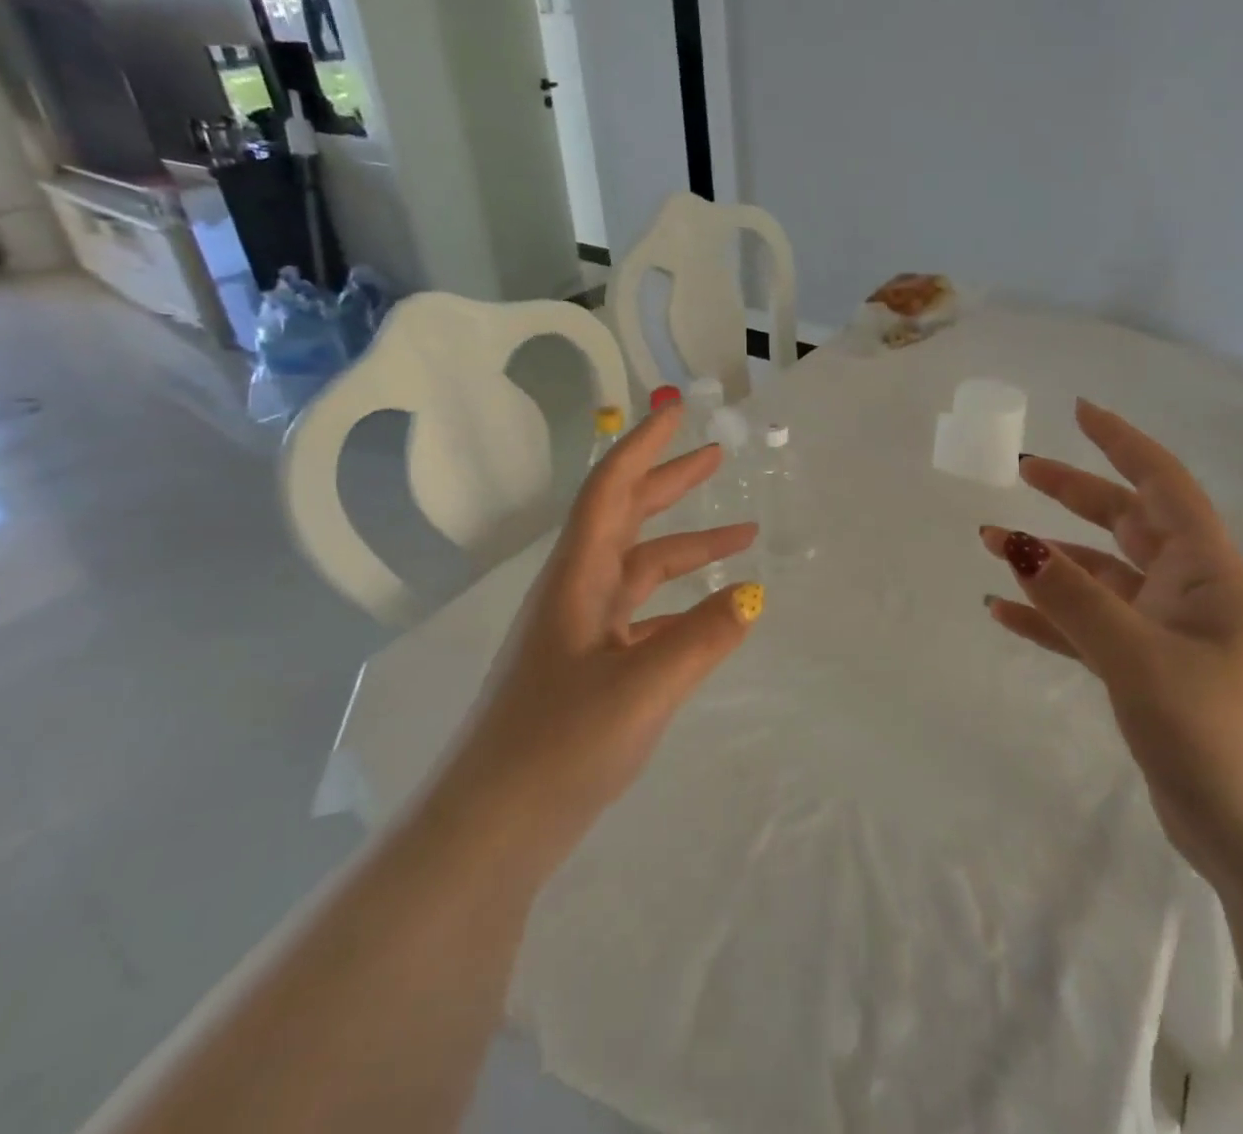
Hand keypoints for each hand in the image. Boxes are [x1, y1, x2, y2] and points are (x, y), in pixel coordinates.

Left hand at [442, 403, 762, 879]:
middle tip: (717, 457)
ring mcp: (579, 631)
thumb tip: (752, 595)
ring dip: (687, 549)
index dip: (644, 447)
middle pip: (626, 517)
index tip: (677, 414)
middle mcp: (576, 592)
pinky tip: (709, 618)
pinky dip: (678, 605)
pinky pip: (641, 616)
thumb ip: (703, 637)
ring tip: (742, 539)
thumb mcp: (643, 686)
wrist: (490, 828)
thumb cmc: (559, 745)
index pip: (612, 489)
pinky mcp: (586, 668)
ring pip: (640, 569)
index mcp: (578, 578)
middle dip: (671, 483)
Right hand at [981, 399, 1242, 889]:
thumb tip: (1015, 541)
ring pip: (1099, 577)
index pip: (1162, 485)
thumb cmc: (1222, 736)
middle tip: (1021, 469)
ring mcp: (1167, 636)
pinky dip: (1049, 617)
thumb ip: (1075, 598)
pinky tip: (1004, 612)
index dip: (1122, 443)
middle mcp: (1188, 594)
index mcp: (1205, 573)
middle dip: (1074, 492)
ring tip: (991, 544)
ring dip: (1049, 559)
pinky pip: (1088, 629)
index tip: (1079, 411)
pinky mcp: (1148, 677)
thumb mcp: (1141, 658)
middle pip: (1124, 522)